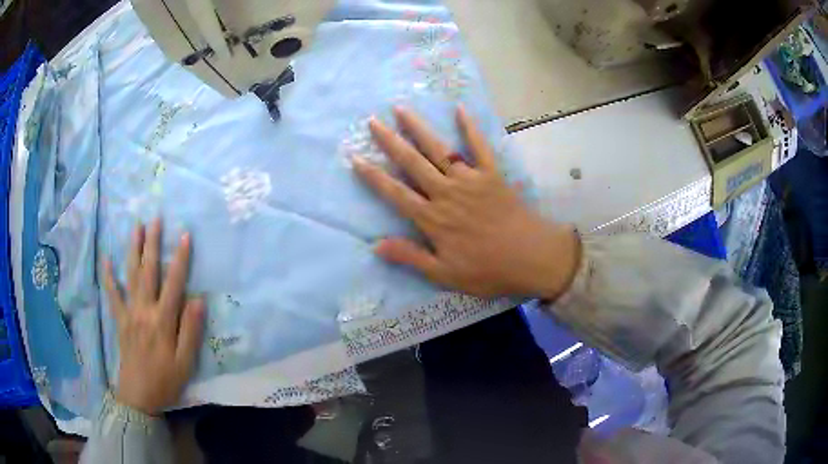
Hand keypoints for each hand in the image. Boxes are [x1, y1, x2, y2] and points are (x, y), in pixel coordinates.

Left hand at [103, 219, 204, 415]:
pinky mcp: (120, 320)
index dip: (179, 258)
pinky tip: (106, 259)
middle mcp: (144, 311)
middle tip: (155, 219)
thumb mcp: (185, 362)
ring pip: (130, 276)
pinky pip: (112, 294)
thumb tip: (198, 300)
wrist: (139, 396)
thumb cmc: (165, 380)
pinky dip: (109, 276)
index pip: (173, 284)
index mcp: (162, 321)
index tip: (185, 235)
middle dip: (152, 244)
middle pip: (148, 272)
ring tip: (135, 227)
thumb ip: (190, 331)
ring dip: (133, 250)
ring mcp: (129, 313)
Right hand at [353, 106, 579, 298]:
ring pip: (439, 149)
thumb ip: (411, 257)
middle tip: (373, 121)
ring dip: (419, 128)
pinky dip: (470, 127)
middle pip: (413, 163)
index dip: (374, 176)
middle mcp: (447, 192)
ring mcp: (470, 179)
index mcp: (433, 218)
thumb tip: (375, 246)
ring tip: (401, 109)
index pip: (396, 193)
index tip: (356, 158)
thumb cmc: (488, 269)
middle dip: (390, 141)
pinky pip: (480, 146)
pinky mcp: (492, 174)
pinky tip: (460, 109)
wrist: (532, 257)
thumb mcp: (445, 274)